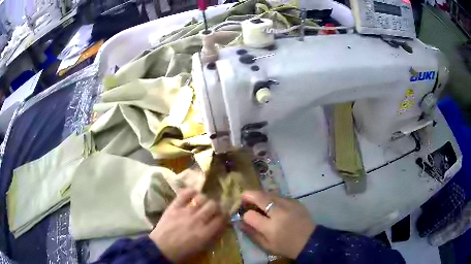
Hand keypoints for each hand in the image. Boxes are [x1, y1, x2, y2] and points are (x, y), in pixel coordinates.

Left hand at [149, 189, 227, 262]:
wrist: (161, 248)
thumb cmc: (183, 251)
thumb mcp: (202, 247)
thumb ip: (212, 235)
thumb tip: (220, 225)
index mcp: (205, 233)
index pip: (222, 218)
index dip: (225, 215)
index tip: (223, 216)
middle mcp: (197, 220)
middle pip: (213, 205)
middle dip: (216, 206)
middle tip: (213, 209)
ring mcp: (185, 212)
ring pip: (201, 198)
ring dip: (205, 200)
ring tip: (202, 203)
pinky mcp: (174, 207)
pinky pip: (185, 194)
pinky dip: (191, 192)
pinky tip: (193, 194)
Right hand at [240, 191, 315, 258]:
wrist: (310, 241)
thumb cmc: (286, 246)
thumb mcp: (267, 245)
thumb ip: (252, 233)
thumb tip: (240, 222)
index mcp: (271, 227)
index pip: (250, 215)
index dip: (245, 215)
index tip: (245, 216)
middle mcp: (279, 212)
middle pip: (260, 197)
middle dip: (248, 195)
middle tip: (243, 196)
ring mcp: (288, 204)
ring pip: (269, 193)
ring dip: (260, 195)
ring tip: (257, 200)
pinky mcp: (295, 201)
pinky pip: (279, 196)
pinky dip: (272, 198)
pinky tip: (272, 204)